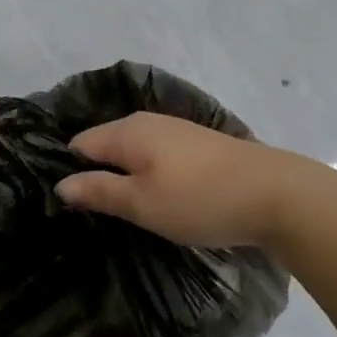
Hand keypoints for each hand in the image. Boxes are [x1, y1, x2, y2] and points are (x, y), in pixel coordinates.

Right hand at [55, 112, 293, 248]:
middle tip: (95, 214)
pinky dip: (151, 174)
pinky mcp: (199, 144)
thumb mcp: (141, 203)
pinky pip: (158, 156)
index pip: (79, 144)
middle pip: (106, 144)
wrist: (276, 194)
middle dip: (97, 174)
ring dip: (126, 176)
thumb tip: (60, 184)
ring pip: (134, 151)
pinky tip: (160, 198)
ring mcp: (176, 130)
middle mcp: (148, 121)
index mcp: (127, 131)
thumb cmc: (199, 200)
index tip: (69, 207)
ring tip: (126, 211)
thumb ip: (98, 191)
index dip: (70, 172)